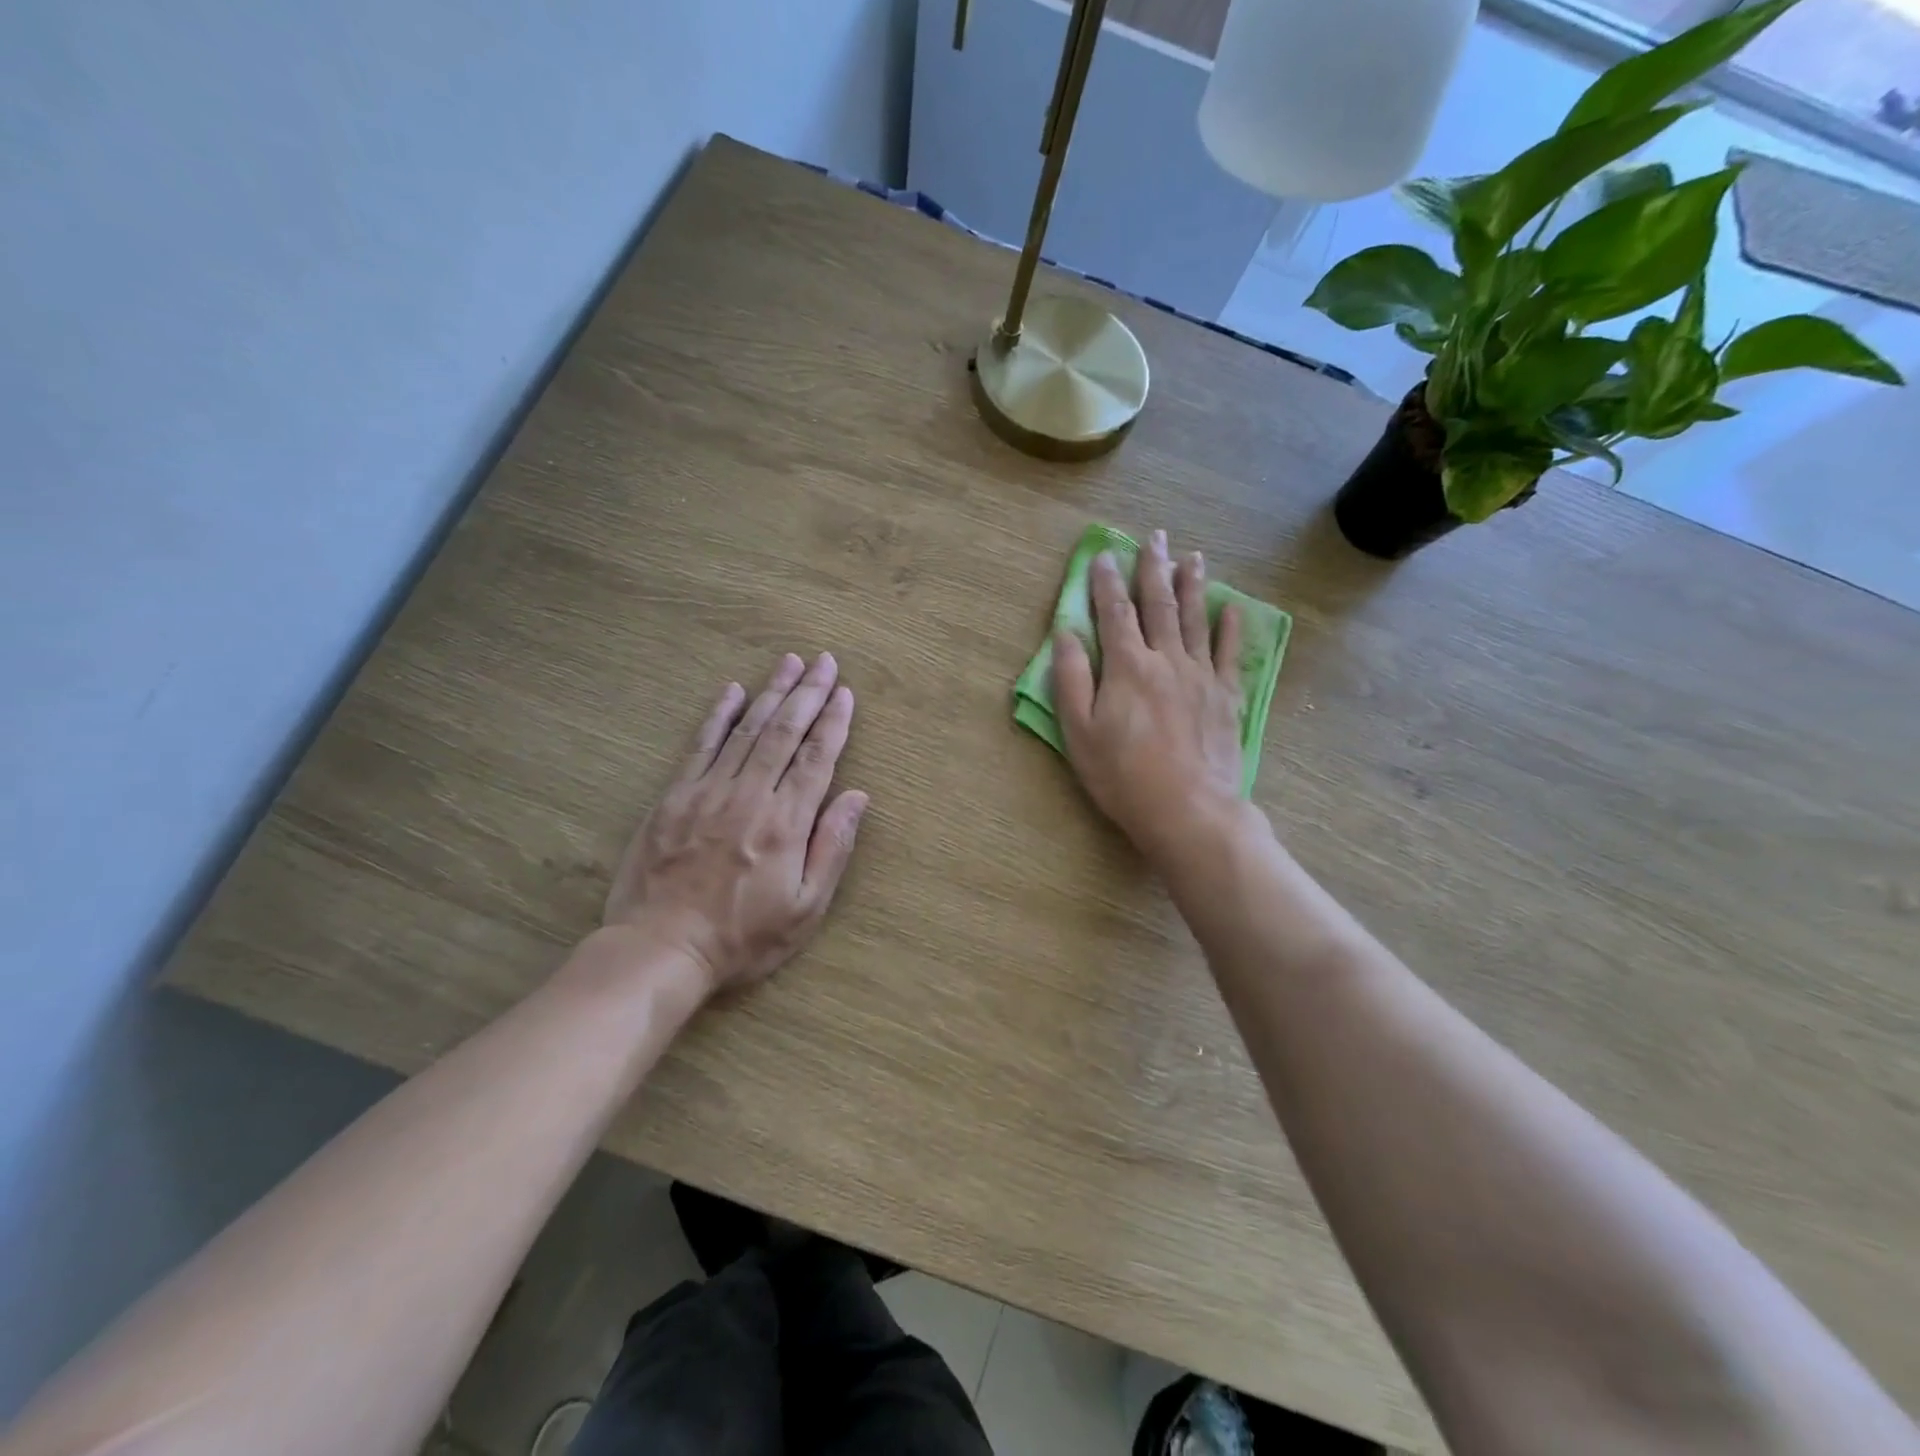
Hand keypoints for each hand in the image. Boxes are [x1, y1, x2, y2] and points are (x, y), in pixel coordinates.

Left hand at [603, 653, 868, 995]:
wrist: (661, 949)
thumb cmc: (743, 937)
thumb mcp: (805, 908)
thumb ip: (833, 848)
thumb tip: (857, 796)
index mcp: (786, 823)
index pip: (816, 758)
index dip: (833, 722)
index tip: (845, 691)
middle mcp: (750, 796)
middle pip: (784, 732)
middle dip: (808, 693)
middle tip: (824, 661)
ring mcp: (708, 792)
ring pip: (747, 730)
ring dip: (771, 692)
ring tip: (789, 662)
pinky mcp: (674, 797)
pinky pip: (701, 745)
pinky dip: (718, 715)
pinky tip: (732, 691)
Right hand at [1053, 531, 1244, 866]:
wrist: (1188, 810)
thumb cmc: (1123, 776)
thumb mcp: (1079, 733)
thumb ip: (1071, 679)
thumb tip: (1064, 633)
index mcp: (1127, 667)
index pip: (1114, 613)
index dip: (1107, 582)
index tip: (1104, 555)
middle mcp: (1166, 660)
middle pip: (1159, 605)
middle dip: (1154, 568)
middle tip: (1155, 536)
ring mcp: (1201, 676)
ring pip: (1195, 619)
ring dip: (1192, 585)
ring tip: (1193, 556)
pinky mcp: (1226, 696)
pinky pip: (1228, 653)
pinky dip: (1230, 628)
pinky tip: (1231, 609)